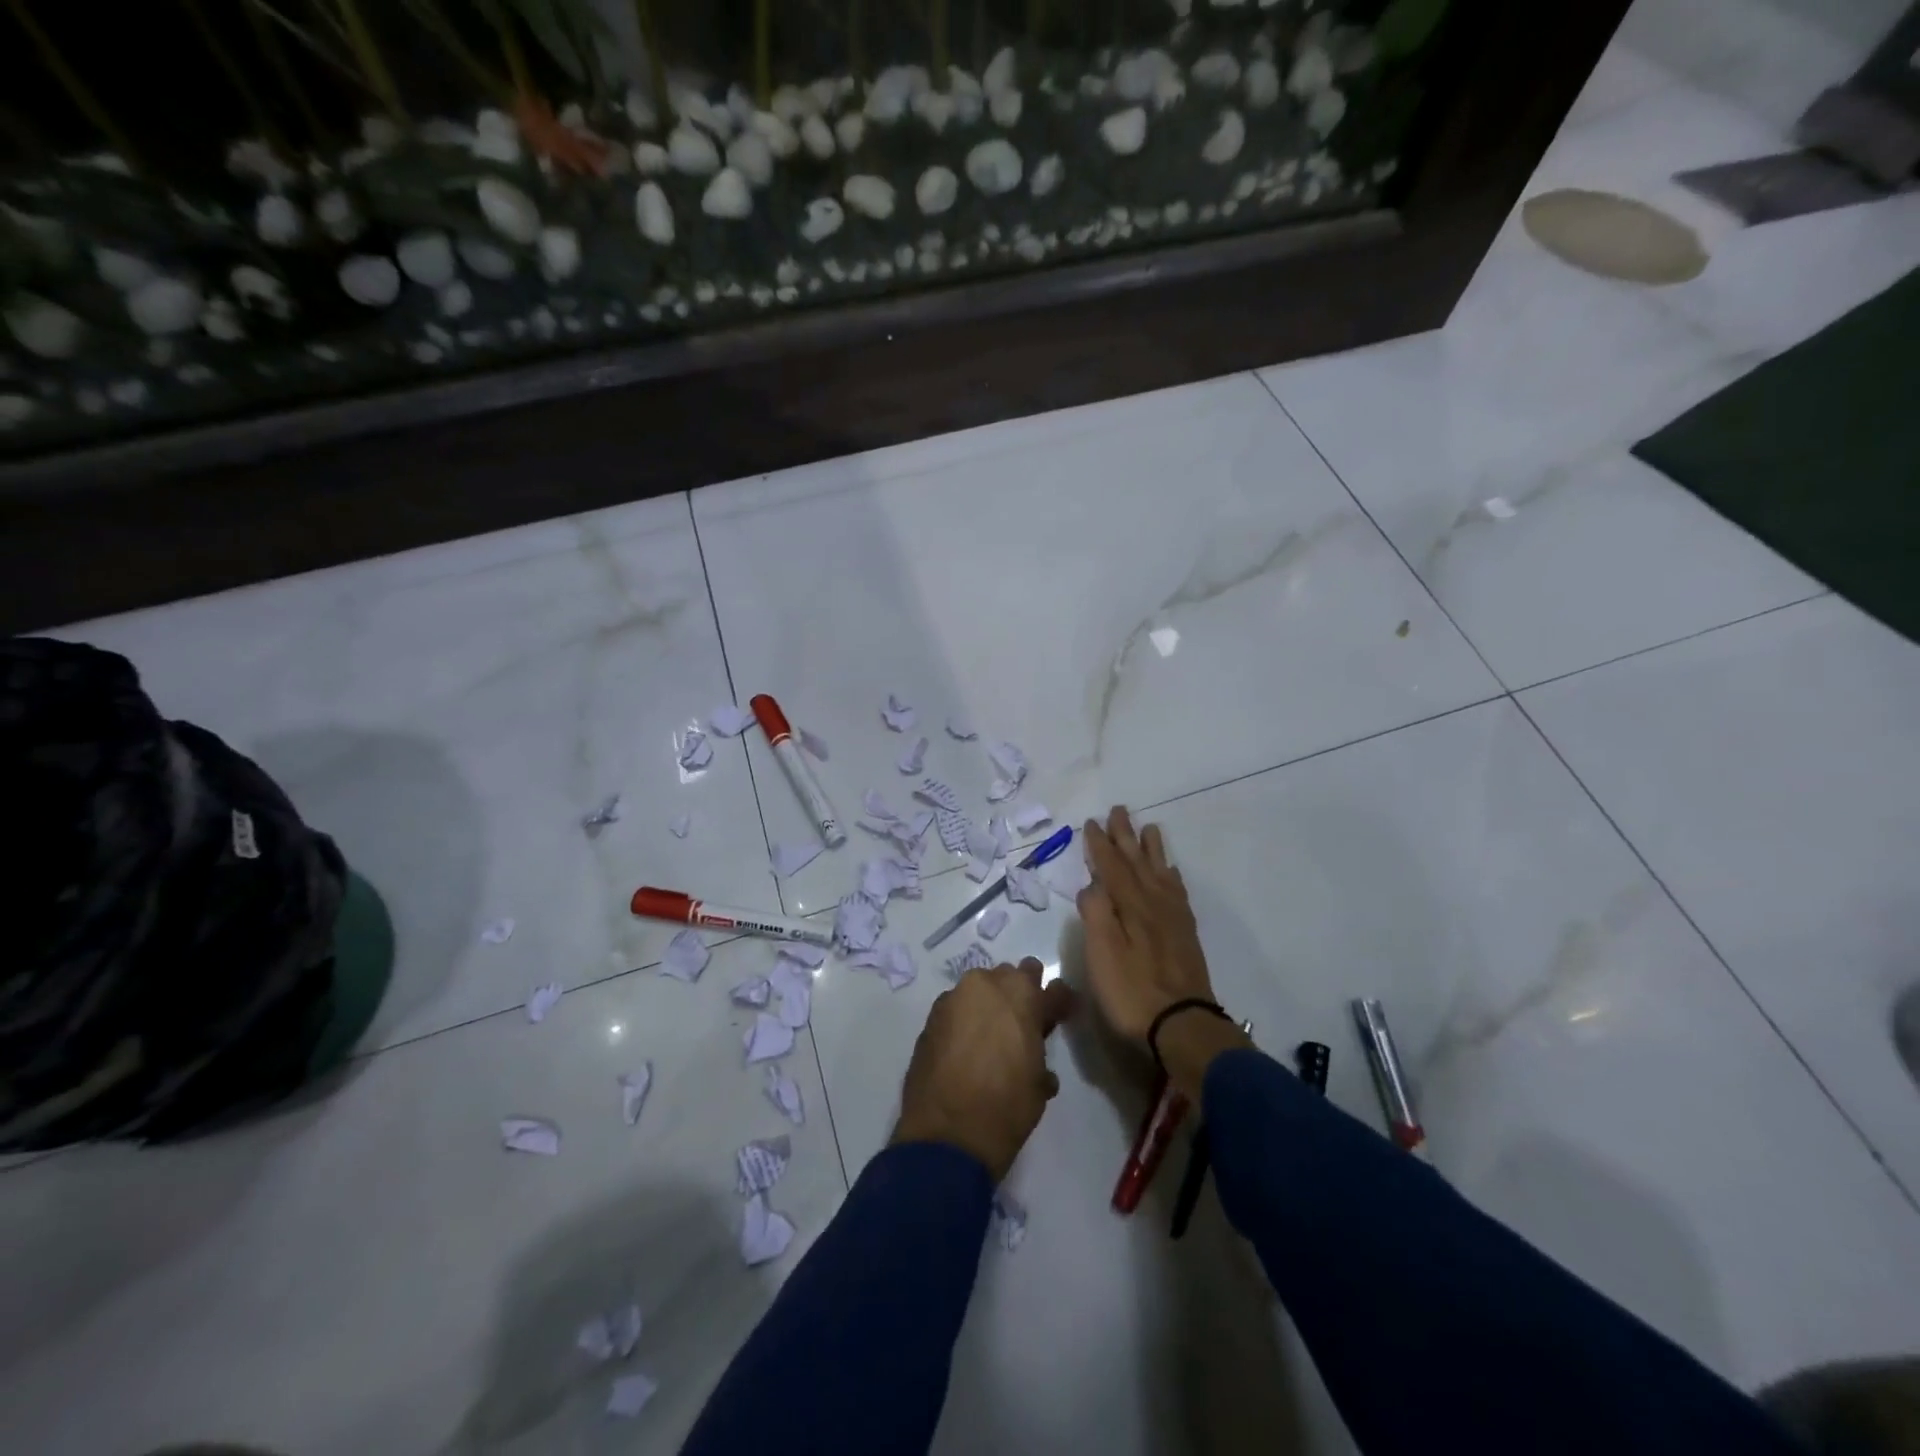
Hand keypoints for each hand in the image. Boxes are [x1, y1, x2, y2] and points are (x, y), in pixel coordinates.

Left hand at [891, 959, 1076, 1182]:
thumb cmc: (1006, 1107)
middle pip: (1010, 977)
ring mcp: (954, 997)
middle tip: (1022, 1026)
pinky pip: (956, 1008)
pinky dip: (964, 1020)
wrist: (946, 1135)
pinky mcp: (930, 1017)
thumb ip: (1039, 1048)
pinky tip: (965, 1048)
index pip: (1051, 986)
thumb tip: (1034, 1046)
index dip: (1058, 1002)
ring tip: (991, 1038)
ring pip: (979, 990)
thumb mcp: (1039, 1081)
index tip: (1060, 1015)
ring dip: (988, 1006)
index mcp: (1022, 995)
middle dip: (1018, 996)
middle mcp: (986, 985)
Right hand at [1078, 806, 1218, 1047]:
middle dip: (1125, 836)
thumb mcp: (1101, 954)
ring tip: (1150, 828)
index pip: (1111, 866)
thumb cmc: (1131, 991)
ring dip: (1151, 849)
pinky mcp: (1185, 934)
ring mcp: (1173, 918)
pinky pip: (1177, 892)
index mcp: (1130, 905)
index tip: (1091, 822)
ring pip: (1160, 872)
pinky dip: (1171, 876)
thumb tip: (1092, 884)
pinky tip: (1170, 873)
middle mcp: (1153, 903)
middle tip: (1119, 811)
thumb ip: (1096, 914)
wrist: (1183, 1024)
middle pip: (1137, 862)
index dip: (1099, 844)